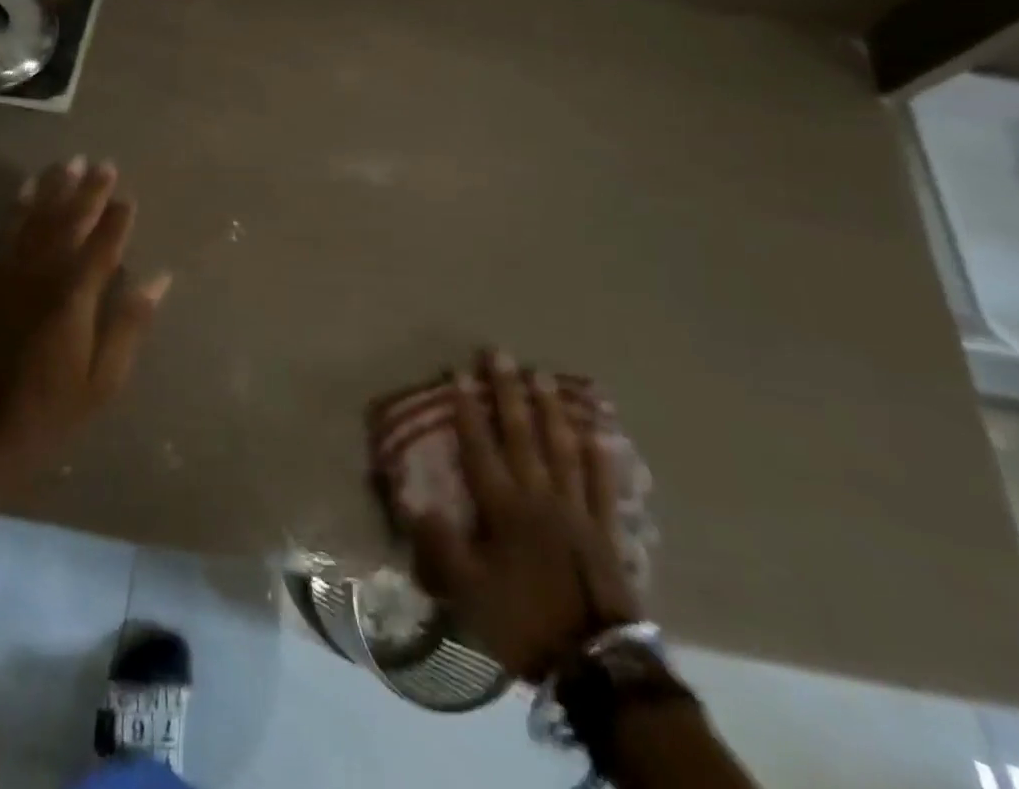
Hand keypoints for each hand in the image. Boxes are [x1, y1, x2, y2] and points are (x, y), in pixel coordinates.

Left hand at [0, 156, 171, 473]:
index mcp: (75, 298)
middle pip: (70, 223)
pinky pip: (6, 232)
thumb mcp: (103, 380)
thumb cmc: (50, 410)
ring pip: (38, 219)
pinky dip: (18, 206)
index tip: (129, 197)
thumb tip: (159, 279)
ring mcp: (12, 274)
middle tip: (105, 164)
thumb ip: (129, 324)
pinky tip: (26, 189)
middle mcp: (43, 276)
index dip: (118, 220)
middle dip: (89, 192)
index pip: (103, 246)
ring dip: (55, 188)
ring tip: (70, 162)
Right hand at [409, 350, 642, 682]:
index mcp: (503, 507)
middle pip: (522, 434)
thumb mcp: (469, 594)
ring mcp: (576, 509)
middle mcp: (538, 496)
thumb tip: (414, 503)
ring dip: (550, 409)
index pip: (480, 447)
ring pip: (562, 448)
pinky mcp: (604, 530)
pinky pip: (602, 485)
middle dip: (507, 392)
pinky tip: (599, 431)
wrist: (597, 664)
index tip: (459, 372)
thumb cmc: (525, 623)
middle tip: (500, 353)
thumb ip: (441, 546)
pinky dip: (600, 456)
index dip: (467, 409)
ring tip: (542, 374)